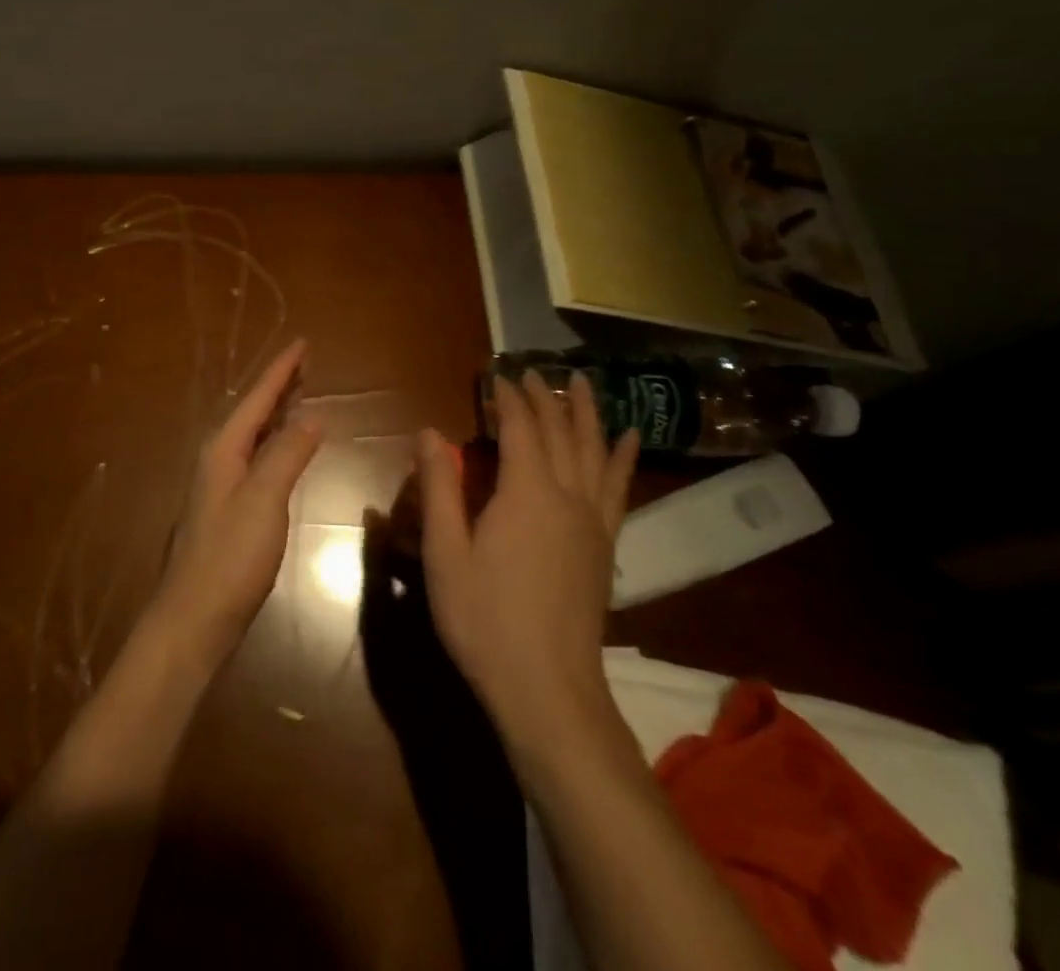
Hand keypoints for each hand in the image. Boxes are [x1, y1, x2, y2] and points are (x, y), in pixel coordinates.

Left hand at [142, 339, 322, 676]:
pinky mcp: (228, 511)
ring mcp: (220, 486)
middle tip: (306, 363)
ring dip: (277, 413)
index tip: (303, 342)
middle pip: (253, 412)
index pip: (257, 398)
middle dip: (279, 386)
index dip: (281, 370)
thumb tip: (312, 414)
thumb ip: (287, 453)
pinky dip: (275, 444)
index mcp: (223, 449)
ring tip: (300, 395)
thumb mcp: (264, 499)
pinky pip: (256, 459)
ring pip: (253, 436)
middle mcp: (218, 460)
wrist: (193, 619)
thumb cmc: (230, 557)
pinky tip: (285, 452)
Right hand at [416, 372, 639, 755]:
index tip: (495, 375)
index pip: (519, 427)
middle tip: (532, 371)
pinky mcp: (605, 545)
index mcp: (525, 492)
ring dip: (588, 413)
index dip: (506, 398)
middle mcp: (566, 495)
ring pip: (595, 450)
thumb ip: (439, 488)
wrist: (548, 688)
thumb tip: (430, 432)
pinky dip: (622, 457)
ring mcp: (593, 521)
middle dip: (544, 397)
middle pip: (560, 431)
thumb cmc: (485, 619)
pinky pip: (618, 487)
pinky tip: (629, 440)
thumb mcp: (446, 554)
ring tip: (584, 383)